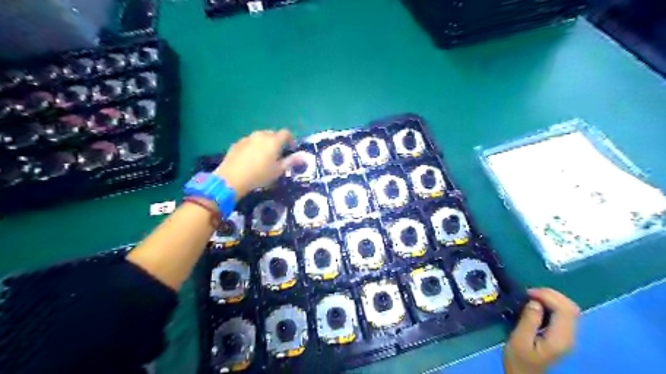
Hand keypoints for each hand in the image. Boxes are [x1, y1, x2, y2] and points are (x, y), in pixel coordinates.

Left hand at [215, 128, 296, 198]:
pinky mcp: (237, 143)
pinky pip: (249, 142)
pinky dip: (253, 147)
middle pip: (272, 134)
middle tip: (277, 154)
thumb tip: (303, 156)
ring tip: (263, 157)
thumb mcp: (278, 171)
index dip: (290, 140)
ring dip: (265, 143)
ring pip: (260, 137)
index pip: (286, 133)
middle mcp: (261, 135)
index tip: (291, 149)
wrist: (232, 178)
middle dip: (277, 141)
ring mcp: (248, 138)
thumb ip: (291, 161)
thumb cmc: (260, 175)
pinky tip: (250, 159)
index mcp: (273, 141)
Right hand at [505, 289, 578, 373]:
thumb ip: (528, 320)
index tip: (528, 292)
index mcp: (560, 339)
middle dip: (551, 294)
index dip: (548, 296)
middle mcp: (569, 336)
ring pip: (569, 309)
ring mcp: (568, 336)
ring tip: (532, 296)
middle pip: (571, 307)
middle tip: (530, 292)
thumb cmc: (519, 360)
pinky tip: (538, 304)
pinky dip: (552, 304)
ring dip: (552, 298)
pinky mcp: (562, 335)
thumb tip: (535, 302)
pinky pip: (564, 313)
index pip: (565, 310)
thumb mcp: (518, 340)